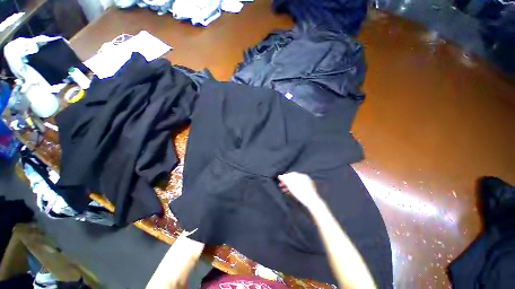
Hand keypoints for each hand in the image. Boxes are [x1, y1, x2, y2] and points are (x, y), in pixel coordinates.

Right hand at [278, 172, 322, 209]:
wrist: (312, 203)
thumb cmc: (302, 193)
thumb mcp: (292, 186)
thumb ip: (285, 180)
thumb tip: (280, 176)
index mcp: (303, 176)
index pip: (292, 174)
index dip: (285, 177)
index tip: (280, 180)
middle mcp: (305, 179)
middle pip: (293, 179)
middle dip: (286, 182)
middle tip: (281, 185)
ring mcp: (307, 185)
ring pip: (295, 184)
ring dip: (288, 186)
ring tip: (283, 190)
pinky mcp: (307, 191)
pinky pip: (298, 188)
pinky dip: (293, 189)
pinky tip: (289, 193)